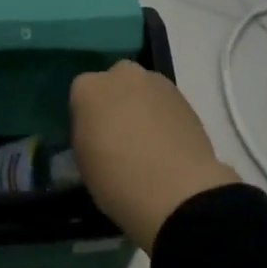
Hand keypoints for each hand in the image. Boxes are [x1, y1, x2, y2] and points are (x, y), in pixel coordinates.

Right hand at [69, 61, 239, 250]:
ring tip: (147, 143)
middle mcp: (121, 75)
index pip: (80, 94)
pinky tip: (167, 144)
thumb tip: (98, 131)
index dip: (86, 118)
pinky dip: (163, 117)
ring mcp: (157, 83)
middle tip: (119, 135)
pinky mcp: (186, 97)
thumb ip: (86, 134)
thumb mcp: (83, 161)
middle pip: (114, 83)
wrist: (177, 192)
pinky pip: (165, 103)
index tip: (92, 139)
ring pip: (142, 90)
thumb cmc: (116, 180)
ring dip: (141, 107)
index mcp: (88, 88)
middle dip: (115, 102)